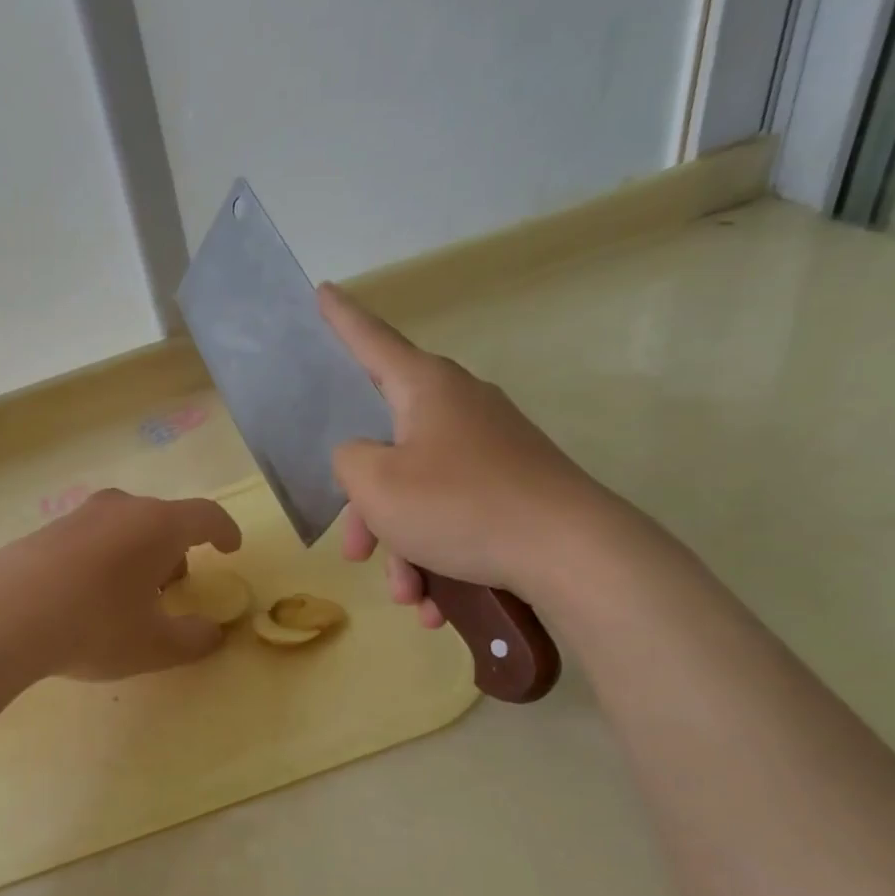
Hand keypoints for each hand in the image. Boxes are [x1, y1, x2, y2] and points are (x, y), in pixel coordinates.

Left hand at [0, 489, 242, 681]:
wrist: (1, 616)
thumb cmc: (94, 625)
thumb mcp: (153, 646)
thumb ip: (193, 640)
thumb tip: (214, 634)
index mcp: (158, 525)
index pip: (205, 516)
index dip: (224, 531)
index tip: (231, 548)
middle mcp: (121, 509)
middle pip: (163, 520)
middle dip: (177, 550)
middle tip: (175, 586)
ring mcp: (79, 516)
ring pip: (125, 527)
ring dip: (139, 554)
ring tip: (130, 596)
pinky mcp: (45, 530)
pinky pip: (92, 537)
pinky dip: (105, 558)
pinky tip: (88, 595)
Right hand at [320, 283, 610, 623]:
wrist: (571, 552)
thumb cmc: (459, 505)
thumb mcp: (376, 484)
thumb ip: (348, 460)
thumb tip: (363, 457)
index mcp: (425, 389)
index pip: (371, 341)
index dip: (341, 320)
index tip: (324, 291)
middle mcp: (459, 407)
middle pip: (388, 447)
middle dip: (367, 508)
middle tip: (356, 552)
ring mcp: (491, 449)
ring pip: (420, 493)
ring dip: (404, 546)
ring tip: (409, 595)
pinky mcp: (513, 486)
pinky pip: (455, 515)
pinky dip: (439, 555)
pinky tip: (439, 604)